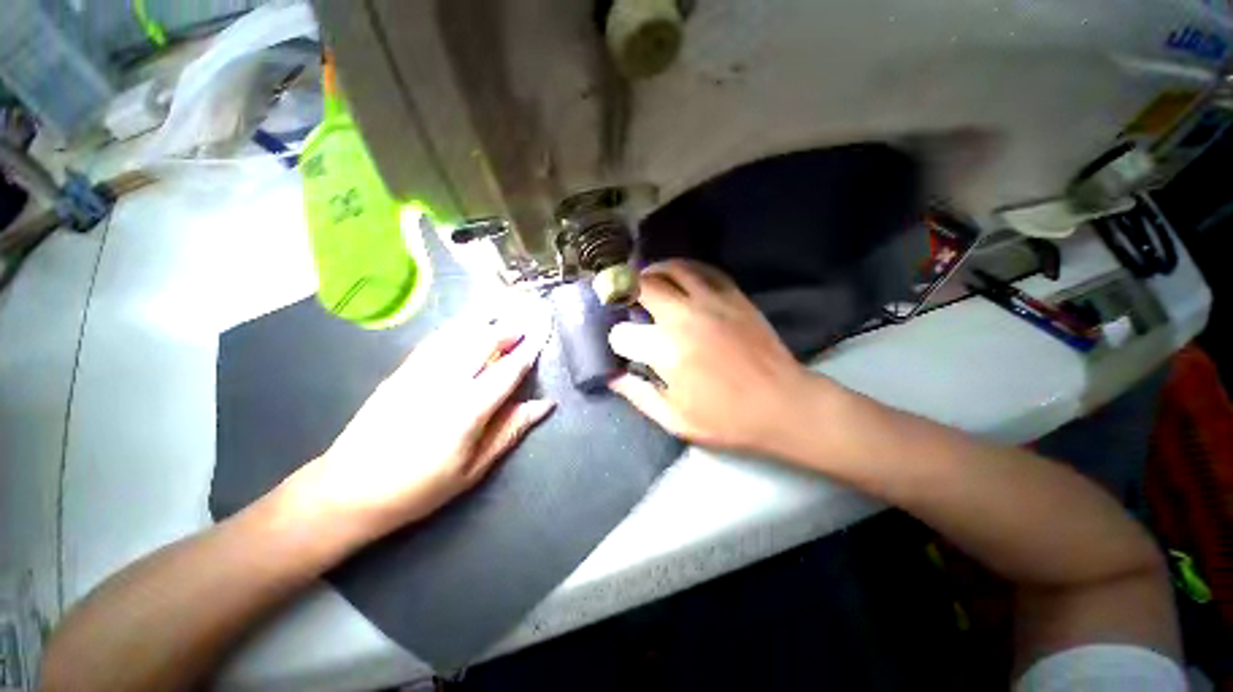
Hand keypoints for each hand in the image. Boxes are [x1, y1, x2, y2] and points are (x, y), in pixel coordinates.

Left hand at [272, 312, 553, 537]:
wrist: (349, 490)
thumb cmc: (420, 487)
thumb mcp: (474, 468)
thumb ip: (510, 430)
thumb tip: (544, 405)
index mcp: (467, 409)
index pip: (507, 370)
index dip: (529, 350)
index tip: (543, 332)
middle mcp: (445, 382)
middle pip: (483, 342)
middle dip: (509, 329)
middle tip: (527, 322)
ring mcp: (419, 372)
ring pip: (459, 334)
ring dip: (486, 323)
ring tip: (504, 316)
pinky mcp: (401, 371)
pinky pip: (435, 340)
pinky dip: (458, 328)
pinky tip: (467, 326)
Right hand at [608, 260, 822, 456]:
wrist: (783, 405)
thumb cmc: (727, 419)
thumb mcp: (676, 419)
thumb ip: (639, 395)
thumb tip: (613, 377)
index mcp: (666, 351)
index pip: (623, 334)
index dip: (618, 341)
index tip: (624, 348)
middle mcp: (684, 318)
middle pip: (642, 287)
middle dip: (625, 292)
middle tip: (623, 300)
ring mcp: (711, 302)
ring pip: (672, 269)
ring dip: (652, 272)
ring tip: (645, 280)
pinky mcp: (734, 296)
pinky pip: (704, 270)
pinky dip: (684, 269)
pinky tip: (679, 277)